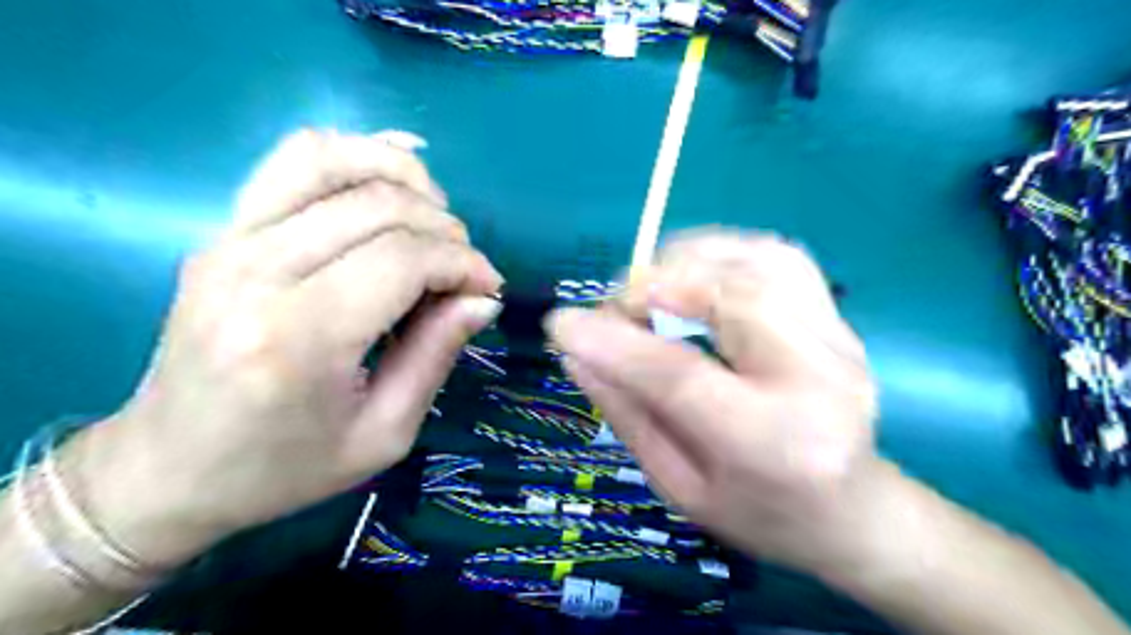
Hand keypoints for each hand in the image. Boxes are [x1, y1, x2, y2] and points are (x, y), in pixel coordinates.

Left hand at [77, 130, 501, 564]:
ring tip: (435, 217)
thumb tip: (483, 297)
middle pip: (378, 206)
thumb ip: (436, 354)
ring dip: (404, 177)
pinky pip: (292, 161)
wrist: (167, 469)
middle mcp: (256, 273)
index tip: (489, 288)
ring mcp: (228, 242)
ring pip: (333, 161)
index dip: (463, 263)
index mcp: (298, 340)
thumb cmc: (283, 469)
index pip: (403, 259)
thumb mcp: (383, 433)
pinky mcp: (222, 232)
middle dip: (446, 231)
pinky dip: (354, 152)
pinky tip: (393, 176)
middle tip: (466, 271)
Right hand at [547, 231, 882, 574]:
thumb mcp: (678, 484)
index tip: (560, 324)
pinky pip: (776, 254)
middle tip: (614, 307)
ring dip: (686, 261)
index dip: (612, 342)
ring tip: (647, 287)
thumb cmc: (759, 514)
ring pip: (756, 261)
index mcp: (775, 444)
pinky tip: (693, 273)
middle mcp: (818, 378)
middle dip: (652, 286)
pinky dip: (723, 251)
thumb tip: (575, 352)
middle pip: (728, 296)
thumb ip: (626, 414)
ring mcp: (837, 338)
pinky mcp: (837, 317)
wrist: (852, 511)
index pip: (680, 375)